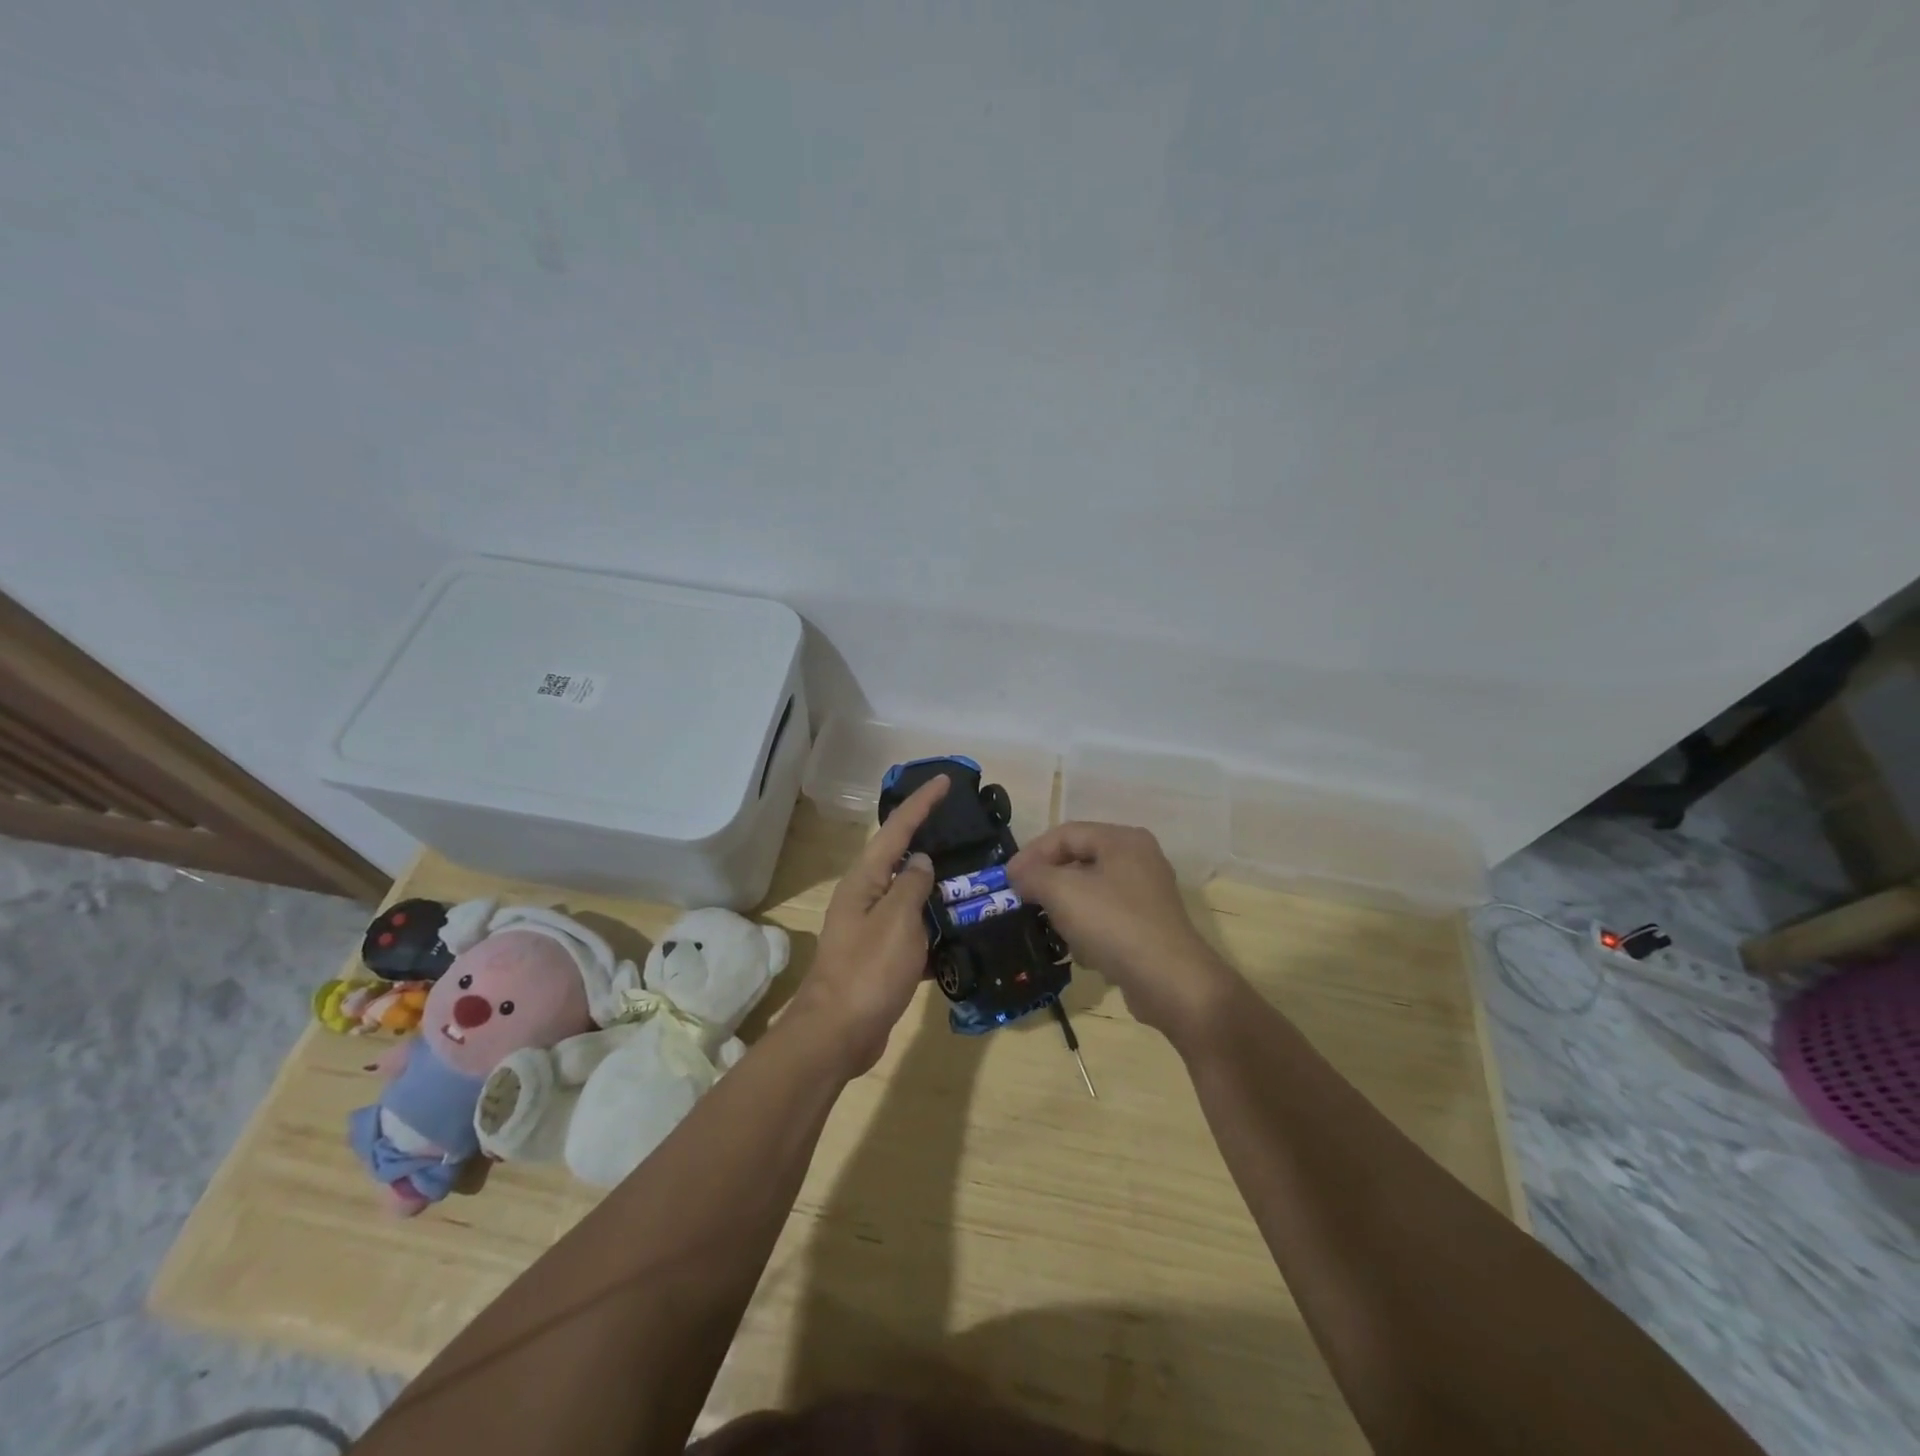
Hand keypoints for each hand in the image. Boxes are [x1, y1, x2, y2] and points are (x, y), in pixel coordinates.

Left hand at [789, 775, 949, 1076]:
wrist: (838, 1034)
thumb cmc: (868, 970)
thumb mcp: (897, 920)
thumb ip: (913, 885)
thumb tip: (921, 861)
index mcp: (865, 881)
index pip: (897, 830)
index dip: (921, 804)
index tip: (945, 781)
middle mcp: (866, 898)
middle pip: (902, 860)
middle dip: (931, 842)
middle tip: (966, 830)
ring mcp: (872, 930)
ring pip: (911, 898)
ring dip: (938, 890)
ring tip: (974, 879)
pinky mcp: (882, 959)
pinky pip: (915, 933)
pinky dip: (936, 930)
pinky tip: (963, 934)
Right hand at [1007, 821, 1239, 1046]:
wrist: (1170, 981)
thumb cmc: (1113, 924)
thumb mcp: (1062, 892)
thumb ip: (1033, 875)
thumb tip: (1018, 874)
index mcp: (1122, 840)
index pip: (1065, 833)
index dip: (1031, 853)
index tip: (1007, 880)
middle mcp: (1139, 859)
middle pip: (1079, 861)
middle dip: (1048, 883)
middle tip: (1023, 901)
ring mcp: (1147, 894)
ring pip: (1091, 892)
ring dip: (1066, 910)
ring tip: (1050, 928)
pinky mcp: (1150, 926)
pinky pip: (1107, 918)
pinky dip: (1089, 930)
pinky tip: (1082, 952)